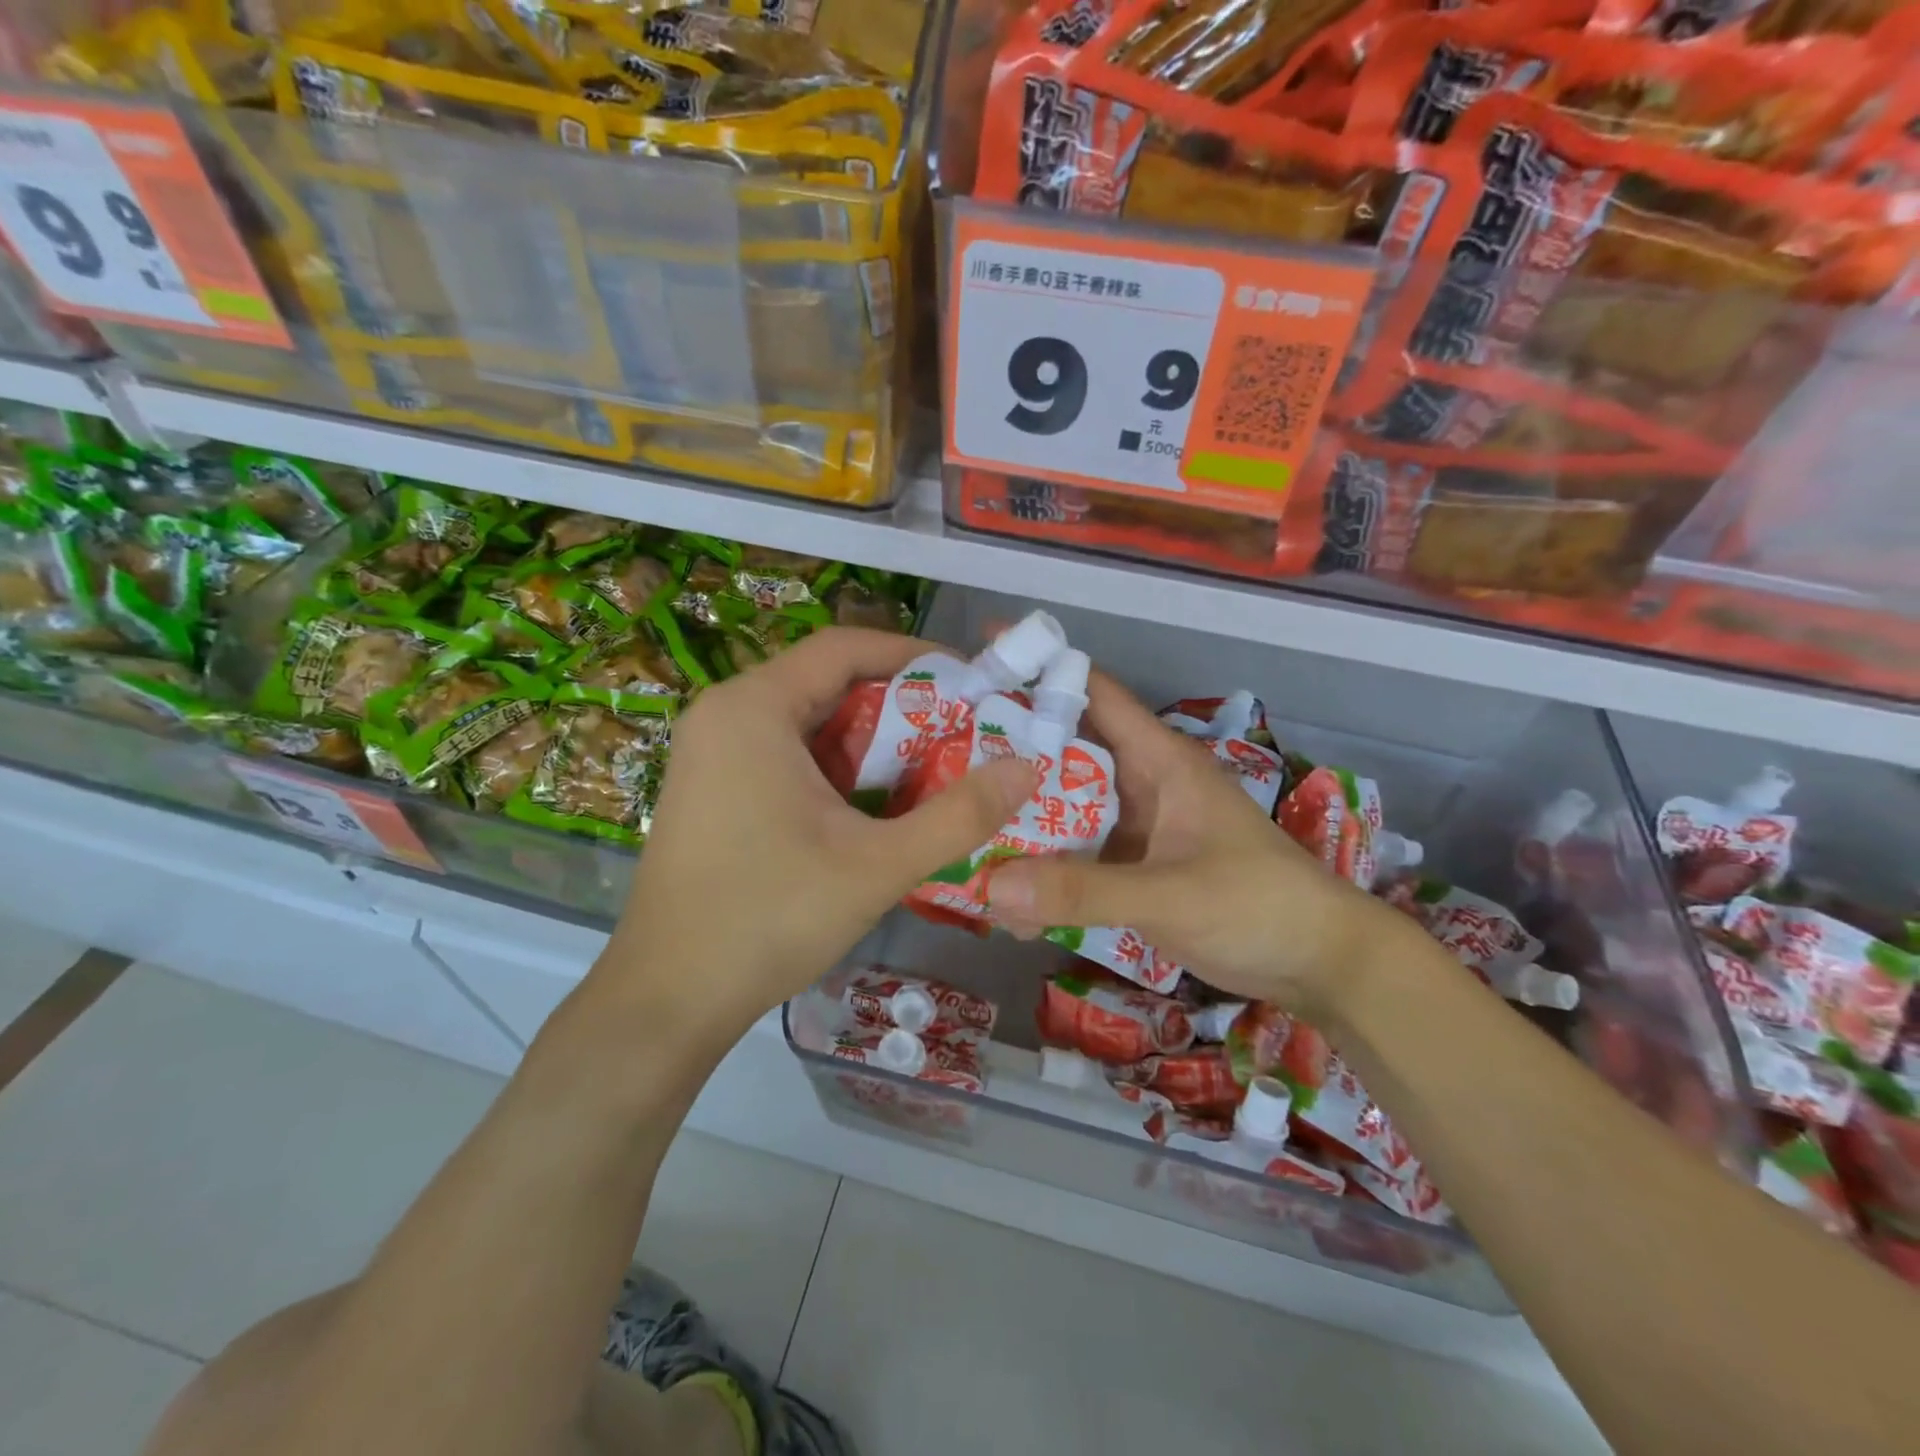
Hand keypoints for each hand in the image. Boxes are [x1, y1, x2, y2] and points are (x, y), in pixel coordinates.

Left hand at [598, 628, 1036, 1035]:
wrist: (668, 998)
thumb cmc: (769, 918)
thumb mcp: (877, 865)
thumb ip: (959, 815)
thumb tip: (1027, 768)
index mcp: (754, 707)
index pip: (845, 646)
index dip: (913, 655)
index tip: (970, 680)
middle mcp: (725, 713)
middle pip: (827, 681)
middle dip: (898, 702)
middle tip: (962, 730)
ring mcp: (711, 752)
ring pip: (807, 721)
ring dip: (869, 738)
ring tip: (931, 766)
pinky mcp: (711, 787)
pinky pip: (784, 753)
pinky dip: (834, 766)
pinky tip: (873, 803)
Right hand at [986, 672, 1402, 1019]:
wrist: (1320, 964)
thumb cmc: (1259, 904)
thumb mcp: (1171, 894)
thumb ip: (1084, 892)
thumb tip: (990, 887)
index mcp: (1158, 760)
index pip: (1094, 693)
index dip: (1041, 668)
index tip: (980, 655)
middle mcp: (1141, 785)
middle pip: (1065, 752)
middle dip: (1010, 749)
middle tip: (942, 751)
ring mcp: (1136, 830)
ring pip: (1065, 809)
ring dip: (1021, 817)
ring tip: (956, 819)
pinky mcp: (1133, 870)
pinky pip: (1076, 859)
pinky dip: (1043, 870)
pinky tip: (1002, 892)